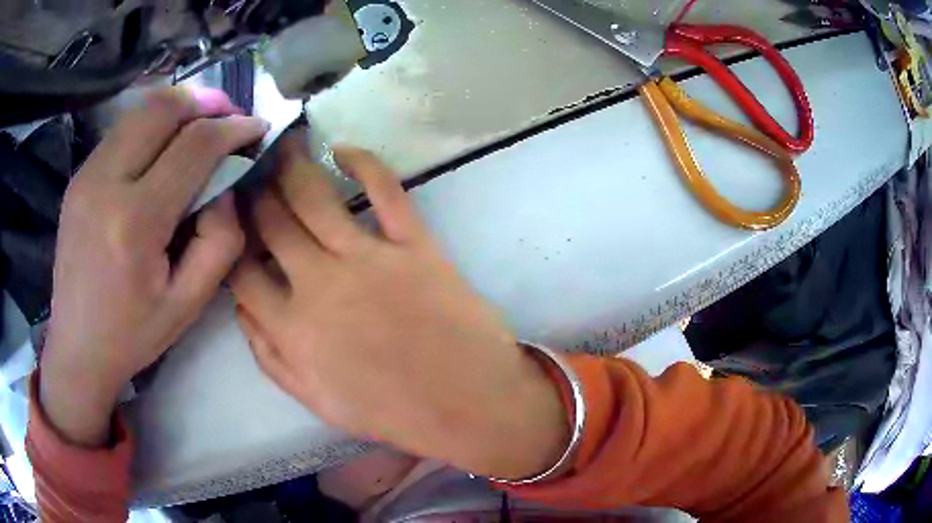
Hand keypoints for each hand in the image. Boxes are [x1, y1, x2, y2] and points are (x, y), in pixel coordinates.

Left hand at [40, 87, 267, 445]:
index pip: (194, 146)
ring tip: (199, 125)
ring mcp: (86, 174)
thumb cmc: (133, 333)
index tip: (257, 128)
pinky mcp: (79, 176)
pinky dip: (151, 125)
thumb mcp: (189, 303)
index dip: (233, 128)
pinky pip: (122, 130)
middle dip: (206, 101)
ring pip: (141, 109)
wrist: (77, 345)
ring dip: (178, 107)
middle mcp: (105, 183)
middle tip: (229, 117)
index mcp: (135, 222)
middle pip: (163, 108)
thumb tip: (227, 188)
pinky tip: (162, 148)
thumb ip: (220, 242)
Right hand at [230, 136, 568, 479]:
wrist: (468, 403)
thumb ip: (269, 356)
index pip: (241, 271)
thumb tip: (241, 307)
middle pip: (271, 223)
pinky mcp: (414, 243)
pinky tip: (343, 151)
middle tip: (251, 169)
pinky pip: (385, 190)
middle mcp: (319, 283)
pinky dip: (363, 162)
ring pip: (313, 197)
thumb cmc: (392, 412)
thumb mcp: (315, 400)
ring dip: (292, 166)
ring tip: (283, 146)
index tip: (229, 222)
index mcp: (292, 328)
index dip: (230, 241)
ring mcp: (367, 258)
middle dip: (254, 192)